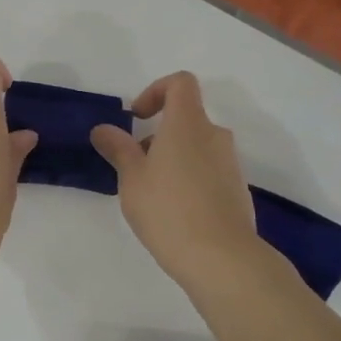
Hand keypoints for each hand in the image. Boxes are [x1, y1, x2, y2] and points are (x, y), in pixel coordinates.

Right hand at [91, 72, 257, 289]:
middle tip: (135, 167)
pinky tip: (175, 213)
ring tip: (152, 195)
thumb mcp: (132, 178)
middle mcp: (214, 136)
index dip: (156, 91)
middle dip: (158, 135)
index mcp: (188, 124)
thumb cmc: (168, 209)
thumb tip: (103, 129)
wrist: (222, 258)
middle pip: (187, 119)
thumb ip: (118, 148)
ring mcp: (230, 164)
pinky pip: (209, 171)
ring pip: (197, 147)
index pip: (180, 83)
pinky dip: (190, 179)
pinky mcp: (237, 190)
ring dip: (173, 159)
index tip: (137, 119)